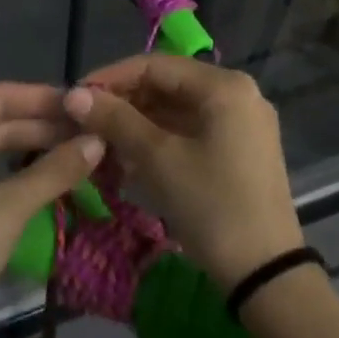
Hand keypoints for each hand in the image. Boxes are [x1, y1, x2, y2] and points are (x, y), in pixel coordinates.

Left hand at [0, 83, 102, 337]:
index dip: (44, 98)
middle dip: (42, 126)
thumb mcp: (9, 207)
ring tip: (75, 155)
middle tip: (91, 134)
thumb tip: (99, 140)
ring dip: (30, 151)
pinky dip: (12, 175)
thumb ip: (55, 170)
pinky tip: (42, 183)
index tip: (87, 105)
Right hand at [65, 55, 302, 292]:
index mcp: (225, 86)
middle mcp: (239, 95)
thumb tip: (74, 94)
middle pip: (169, 85)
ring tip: (101, 146)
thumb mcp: (158, 159)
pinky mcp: (241, 150)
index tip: (75, 98)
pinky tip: (130, 161)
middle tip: (85, 125)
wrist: (265, 272)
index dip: (111, 78)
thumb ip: (115, 120)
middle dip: (124, 104)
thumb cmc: (210, 205)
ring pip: (179, 111)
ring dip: (139, 125)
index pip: (155, 65)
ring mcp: (243, 124)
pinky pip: (193, 132)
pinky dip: (161, 141)